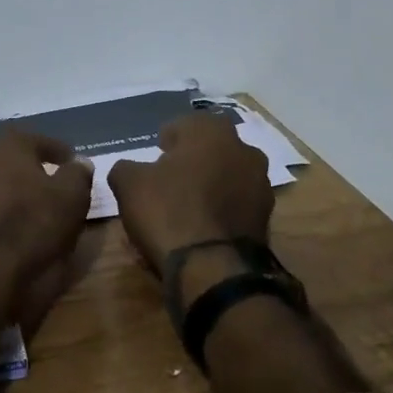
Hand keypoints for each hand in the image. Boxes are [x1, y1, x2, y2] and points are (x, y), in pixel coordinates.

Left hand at [0, 131, 93, 326]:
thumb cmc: (34, 227)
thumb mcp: (71, 199)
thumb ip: (77, 174)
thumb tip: (79, 161)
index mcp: (11, 145)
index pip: (40, 141)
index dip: (58, 151)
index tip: (71, 161)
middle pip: (3, 151)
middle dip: (20, 159)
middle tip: (39, 174)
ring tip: (3, 185)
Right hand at [107, 114, 273, 276]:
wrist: (213, 269)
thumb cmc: (168, 211)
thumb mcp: (128, 184)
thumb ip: (126, 168)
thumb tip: (130, 169)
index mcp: (212, 132)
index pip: (186, 123)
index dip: (168, 138)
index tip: (156, 153)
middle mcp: (243, 150)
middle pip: (211, 149)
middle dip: (192, 160)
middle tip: (169, 178)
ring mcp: (260, 186)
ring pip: (226, 176)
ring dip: (209, 185)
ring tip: (184, 206)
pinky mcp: (266, 219)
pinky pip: (235, 205)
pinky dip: (220, 210)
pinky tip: (200, 227)